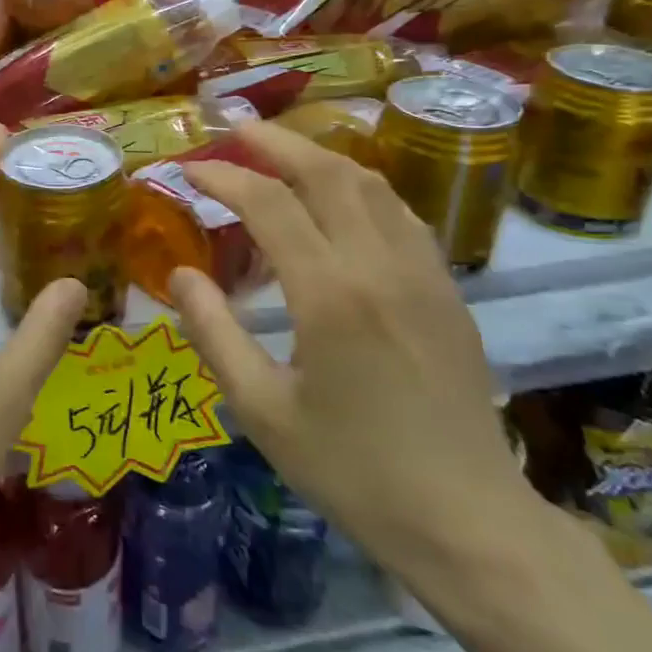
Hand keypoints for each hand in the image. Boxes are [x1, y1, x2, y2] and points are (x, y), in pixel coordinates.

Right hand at [171, 121, 534, 579]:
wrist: (470, 523)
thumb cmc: (353, 471)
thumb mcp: (261, 410)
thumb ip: (213, 332)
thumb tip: (181, 272)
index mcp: (329, 294)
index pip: (268, 203)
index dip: (223, 176)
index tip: (189, 169)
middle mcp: (380, 266)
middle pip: (326, 172)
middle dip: (275, 141)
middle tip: (235, 128)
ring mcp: (423, 273)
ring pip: (370, 184)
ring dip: (320, 156)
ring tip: (281, 152)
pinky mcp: (447, 290)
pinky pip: (400, 213)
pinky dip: (360, 188)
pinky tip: (341, 201)